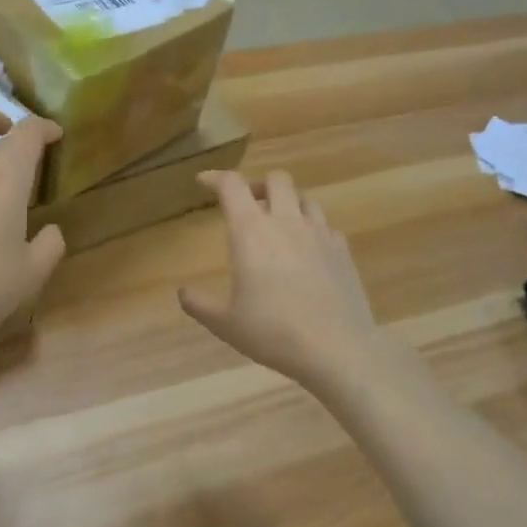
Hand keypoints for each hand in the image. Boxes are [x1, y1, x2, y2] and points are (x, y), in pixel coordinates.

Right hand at [178, 169, 382, 392]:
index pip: (232, 186)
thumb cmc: (272, 332)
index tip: (204, 182)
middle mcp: (287, 222)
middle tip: (247, 204)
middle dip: (258, 185)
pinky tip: (307, 250)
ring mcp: (320, 234)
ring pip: (305, 198)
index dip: (215, 178)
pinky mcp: (343, 251)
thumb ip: (199, 304)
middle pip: (276, 180)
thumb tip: (183, 292)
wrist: (336, 348)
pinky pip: (325, 226)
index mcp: (252, 232)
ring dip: (288, 203)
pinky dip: (311, 229)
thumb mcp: (224, 323)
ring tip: (278, 224)